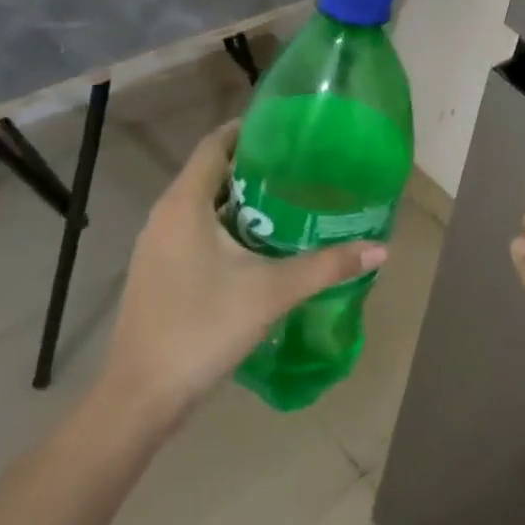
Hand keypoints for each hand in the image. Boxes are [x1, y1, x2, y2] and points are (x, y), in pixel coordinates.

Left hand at [99, 121, 385, 424]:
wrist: (143, 395)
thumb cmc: (203, 328)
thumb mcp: (272, 292)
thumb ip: (326, 266)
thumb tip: (381, 249)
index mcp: (184, 205)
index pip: (214, 145)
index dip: (248, 130)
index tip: (289, 128)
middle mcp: (165, 217)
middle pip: (211, 173)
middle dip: (255, 167)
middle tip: (303, 167)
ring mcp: (157, 247)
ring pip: (203, 206)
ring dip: (243, 201)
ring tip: (292, 202)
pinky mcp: (159, 273)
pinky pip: (196, 232)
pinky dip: (228, 227)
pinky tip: (262, 247)